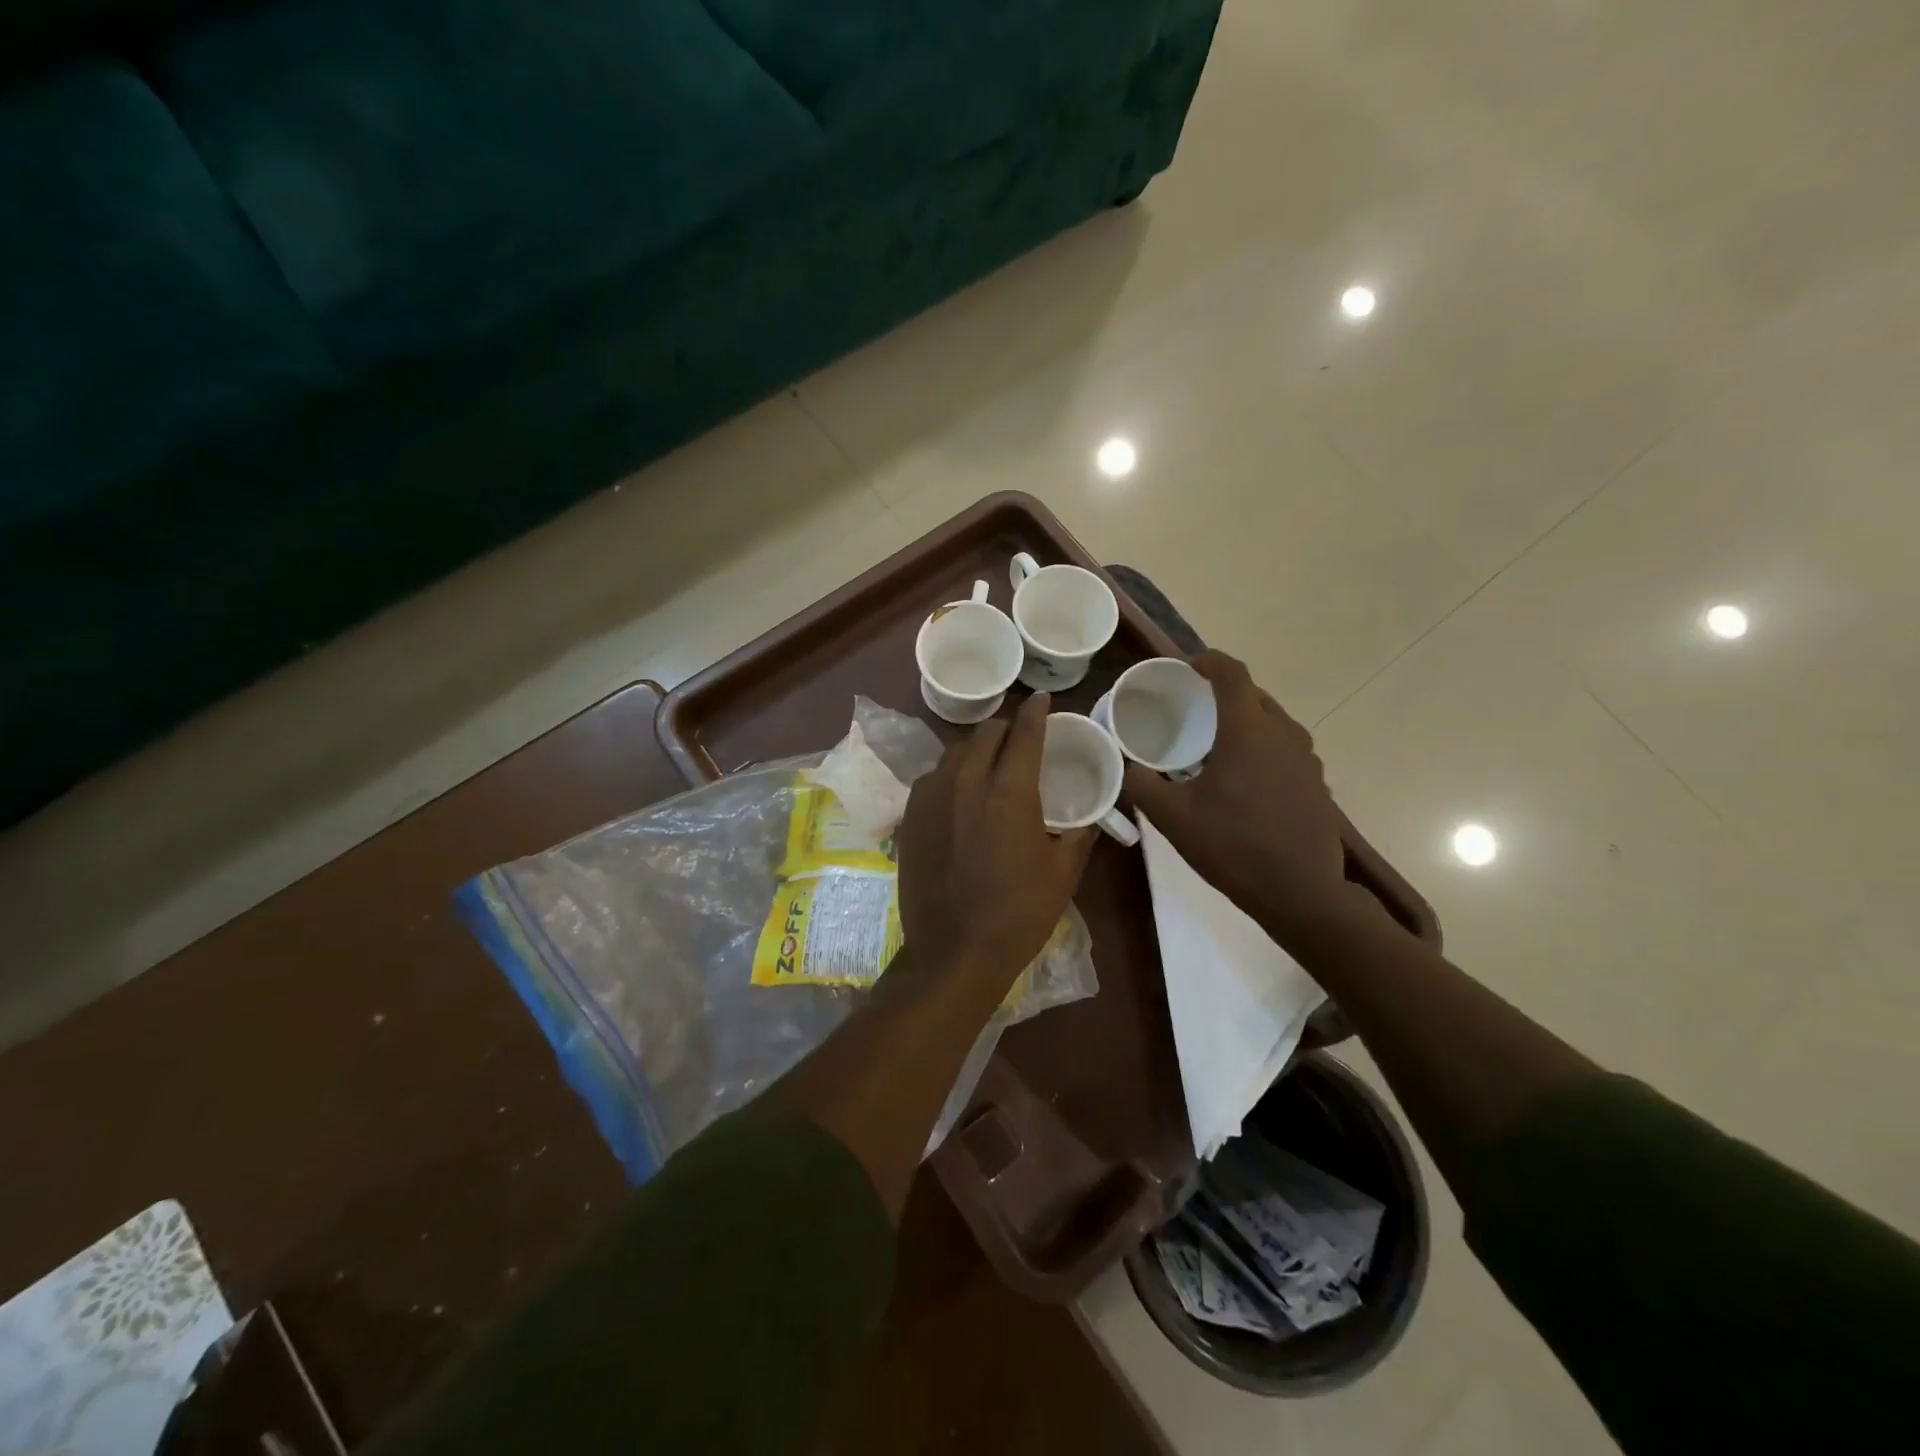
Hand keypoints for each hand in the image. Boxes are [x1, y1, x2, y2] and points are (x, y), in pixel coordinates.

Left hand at [897, 692, 1096, 988]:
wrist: (954, 951)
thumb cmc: (1018, 914)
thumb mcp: (1063, 874)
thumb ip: (1078, 835)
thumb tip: (1088, 817)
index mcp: (1009, 792)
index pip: (1024, 733)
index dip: (1036, 712)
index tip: (1042, 700)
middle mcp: (966, 782)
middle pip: (986, 734)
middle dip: (1006, 730)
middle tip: (1019, 740)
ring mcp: (931, 797)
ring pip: (955, 752)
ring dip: (976, 750)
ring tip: (989, 765)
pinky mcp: (910, 816)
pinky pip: (933, 778)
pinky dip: (951, 776)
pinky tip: (959, 795)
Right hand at [1124, 652, 1369, 942]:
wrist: (1300, 893)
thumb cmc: (1233, 846)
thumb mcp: (1172, 817)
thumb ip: (1142, 784)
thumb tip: (1126, 767)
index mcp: (1248, 730)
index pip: (1232, 673)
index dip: (1208, 661)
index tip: (1186, 667)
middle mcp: (1284, 734)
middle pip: (1254, 695)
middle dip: (1223, 692)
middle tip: (1193, 707)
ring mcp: (1307, 760)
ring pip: (1273, 722)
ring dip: (1244, 721)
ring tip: (1215, 742)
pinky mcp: (1316, 784)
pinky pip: (1285, 749)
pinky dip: (1262, 748)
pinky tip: (1242, 779)